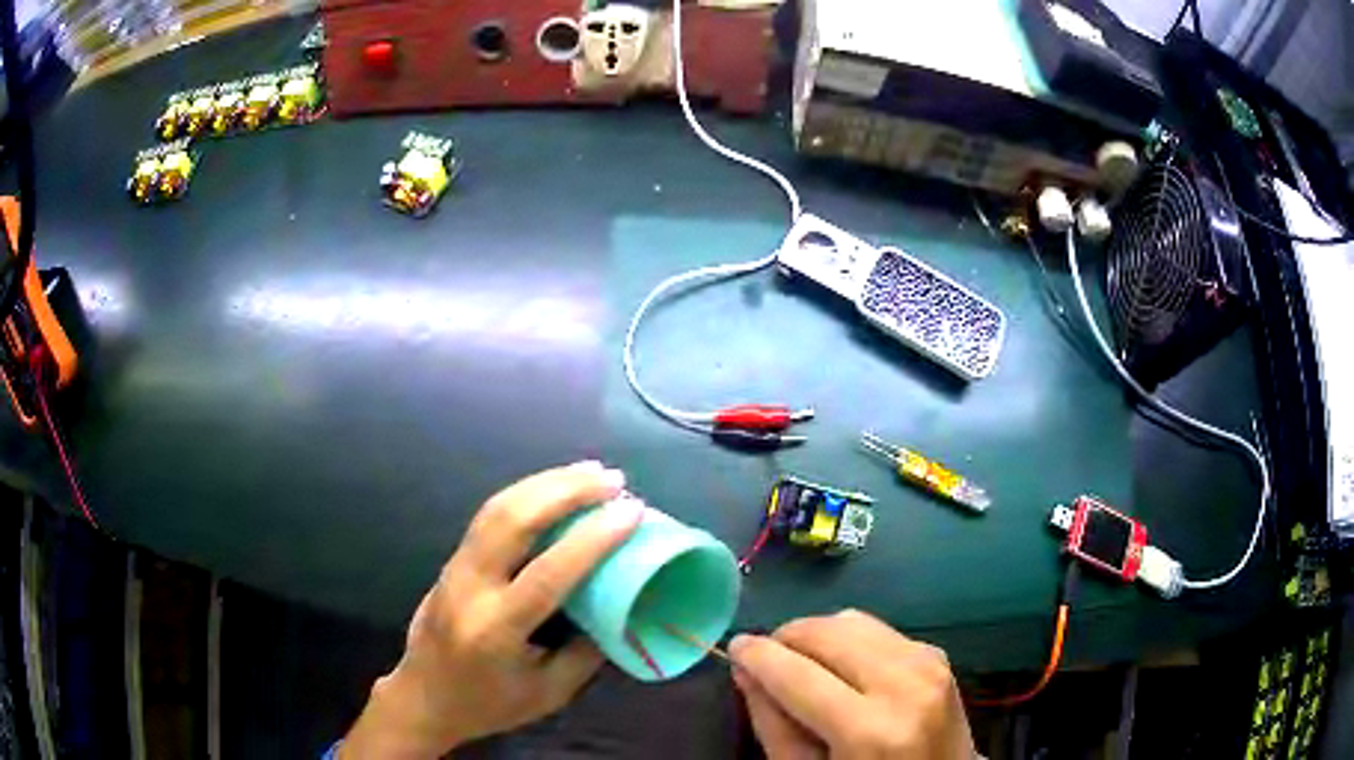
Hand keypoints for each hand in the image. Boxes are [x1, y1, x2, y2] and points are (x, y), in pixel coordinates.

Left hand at [340, 461, 639, 758]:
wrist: (423, 698)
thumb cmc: (489, 705)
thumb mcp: (549, 692)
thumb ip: (586, 652)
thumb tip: (619, 605)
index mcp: (497, 630)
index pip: (548, 574)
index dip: (592, 539)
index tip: (631, 511)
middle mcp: (470, 589)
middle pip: (512, 521)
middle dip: (565, 491)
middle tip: (612, 480)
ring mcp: (455, 570)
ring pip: (496, 508)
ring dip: (545, 483)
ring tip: (589, 472)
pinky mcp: (451, 561)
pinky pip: (488, 517)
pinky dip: (525, 494)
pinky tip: (551, 488)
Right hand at [730, 610, 973, 758]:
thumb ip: (772, 723)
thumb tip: (745, 668)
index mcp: (869, 729)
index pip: (798, 674)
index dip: (758, 655)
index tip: (735, 646)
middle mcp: (904, 685)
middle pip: (827, 633)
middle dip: (787, 638)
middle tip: (767, 660)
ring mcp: (928, 663)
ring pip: (851, 620)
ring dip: (817, 636)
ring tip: (803, 664)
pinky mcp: (936, 654)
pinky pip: (877, 628)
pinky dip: (848, 641)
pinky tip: (843, 668)